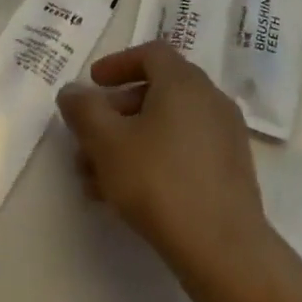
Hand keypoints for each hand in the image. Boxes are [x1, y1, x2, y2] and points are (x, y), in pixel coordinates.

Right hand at [56, 41, 272, 279]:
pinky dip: (154, 158)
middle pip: (157, 91)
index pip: (150, 53)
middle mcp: (209, 98)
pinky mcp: (230, 168)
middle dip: (115, 113)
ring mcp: (224, 134)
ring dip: (129, 142)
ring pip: (167, 126)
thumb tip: (71, 91)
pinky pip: (185, 149)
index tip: (92, 84)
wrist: (223, 247)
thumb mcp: (107, 144)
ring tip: (95, 179)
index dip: (117, 64)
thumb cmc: (159, 182)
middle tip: (87, 139)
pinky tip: (127, 195)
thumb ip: (84, 111)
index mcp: (184, 81)